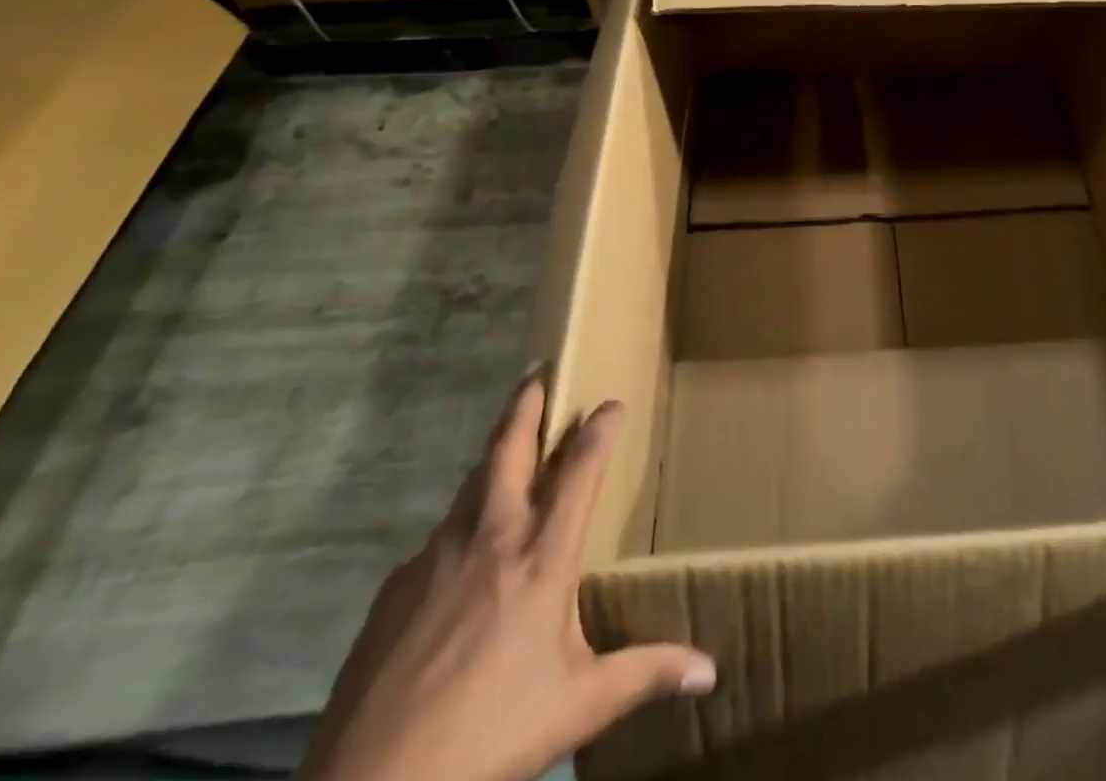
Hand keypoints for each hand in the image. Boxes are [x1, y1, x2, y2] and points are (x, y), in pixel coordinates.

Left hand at [298, 377, 715, 780]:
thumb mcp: (579, 706)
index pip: (581, 470)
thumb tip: (710, 671)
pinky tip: (459, 557)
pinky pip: (437, 539)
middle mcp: (492, 537)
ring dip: (492, 458)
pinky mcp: (395, 588)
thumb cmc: (491, 733)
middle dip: (526, 404)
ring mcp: (437, 557)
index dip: (600, 429)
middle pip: (510, 449)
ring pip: (469, 485)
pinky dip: (459, 526)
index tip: (612, 402)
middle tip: (536, 372)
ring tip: (505, 449)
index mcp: (543, 556)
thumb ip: (645, 673)